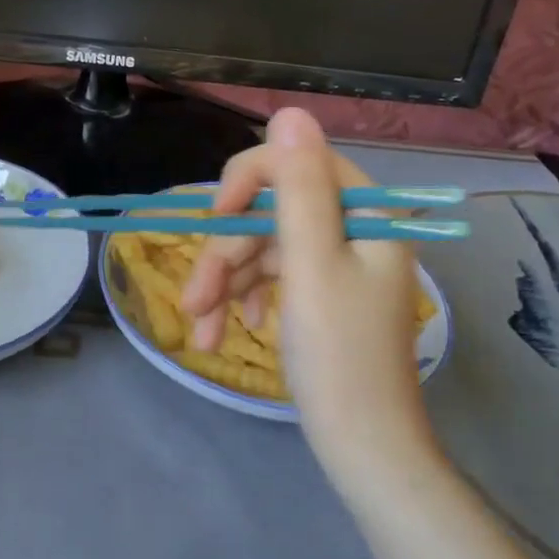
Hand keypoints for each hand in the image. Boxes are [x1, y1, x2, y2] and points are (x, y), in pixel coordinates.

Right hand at [180, 109, 443, 499]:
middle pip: (270, 213)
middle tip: (194, 301)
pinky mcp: (319, 294)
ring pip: (263, 249)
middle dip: (226, 255)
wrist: (363, 446)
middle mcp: (352, 229)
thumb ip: (298, 187)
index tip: (215, 221)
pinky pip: (271, 278)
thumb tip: (290, 112)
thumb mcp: (311, 264)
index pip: (295, 164)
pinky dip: (243, 300)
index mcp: (364, 213)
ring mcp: (335, 263)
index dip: (247, 183)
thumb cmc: (338, 354)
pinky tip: (225, 330)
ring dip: (225, 285)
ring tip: (200, 331)